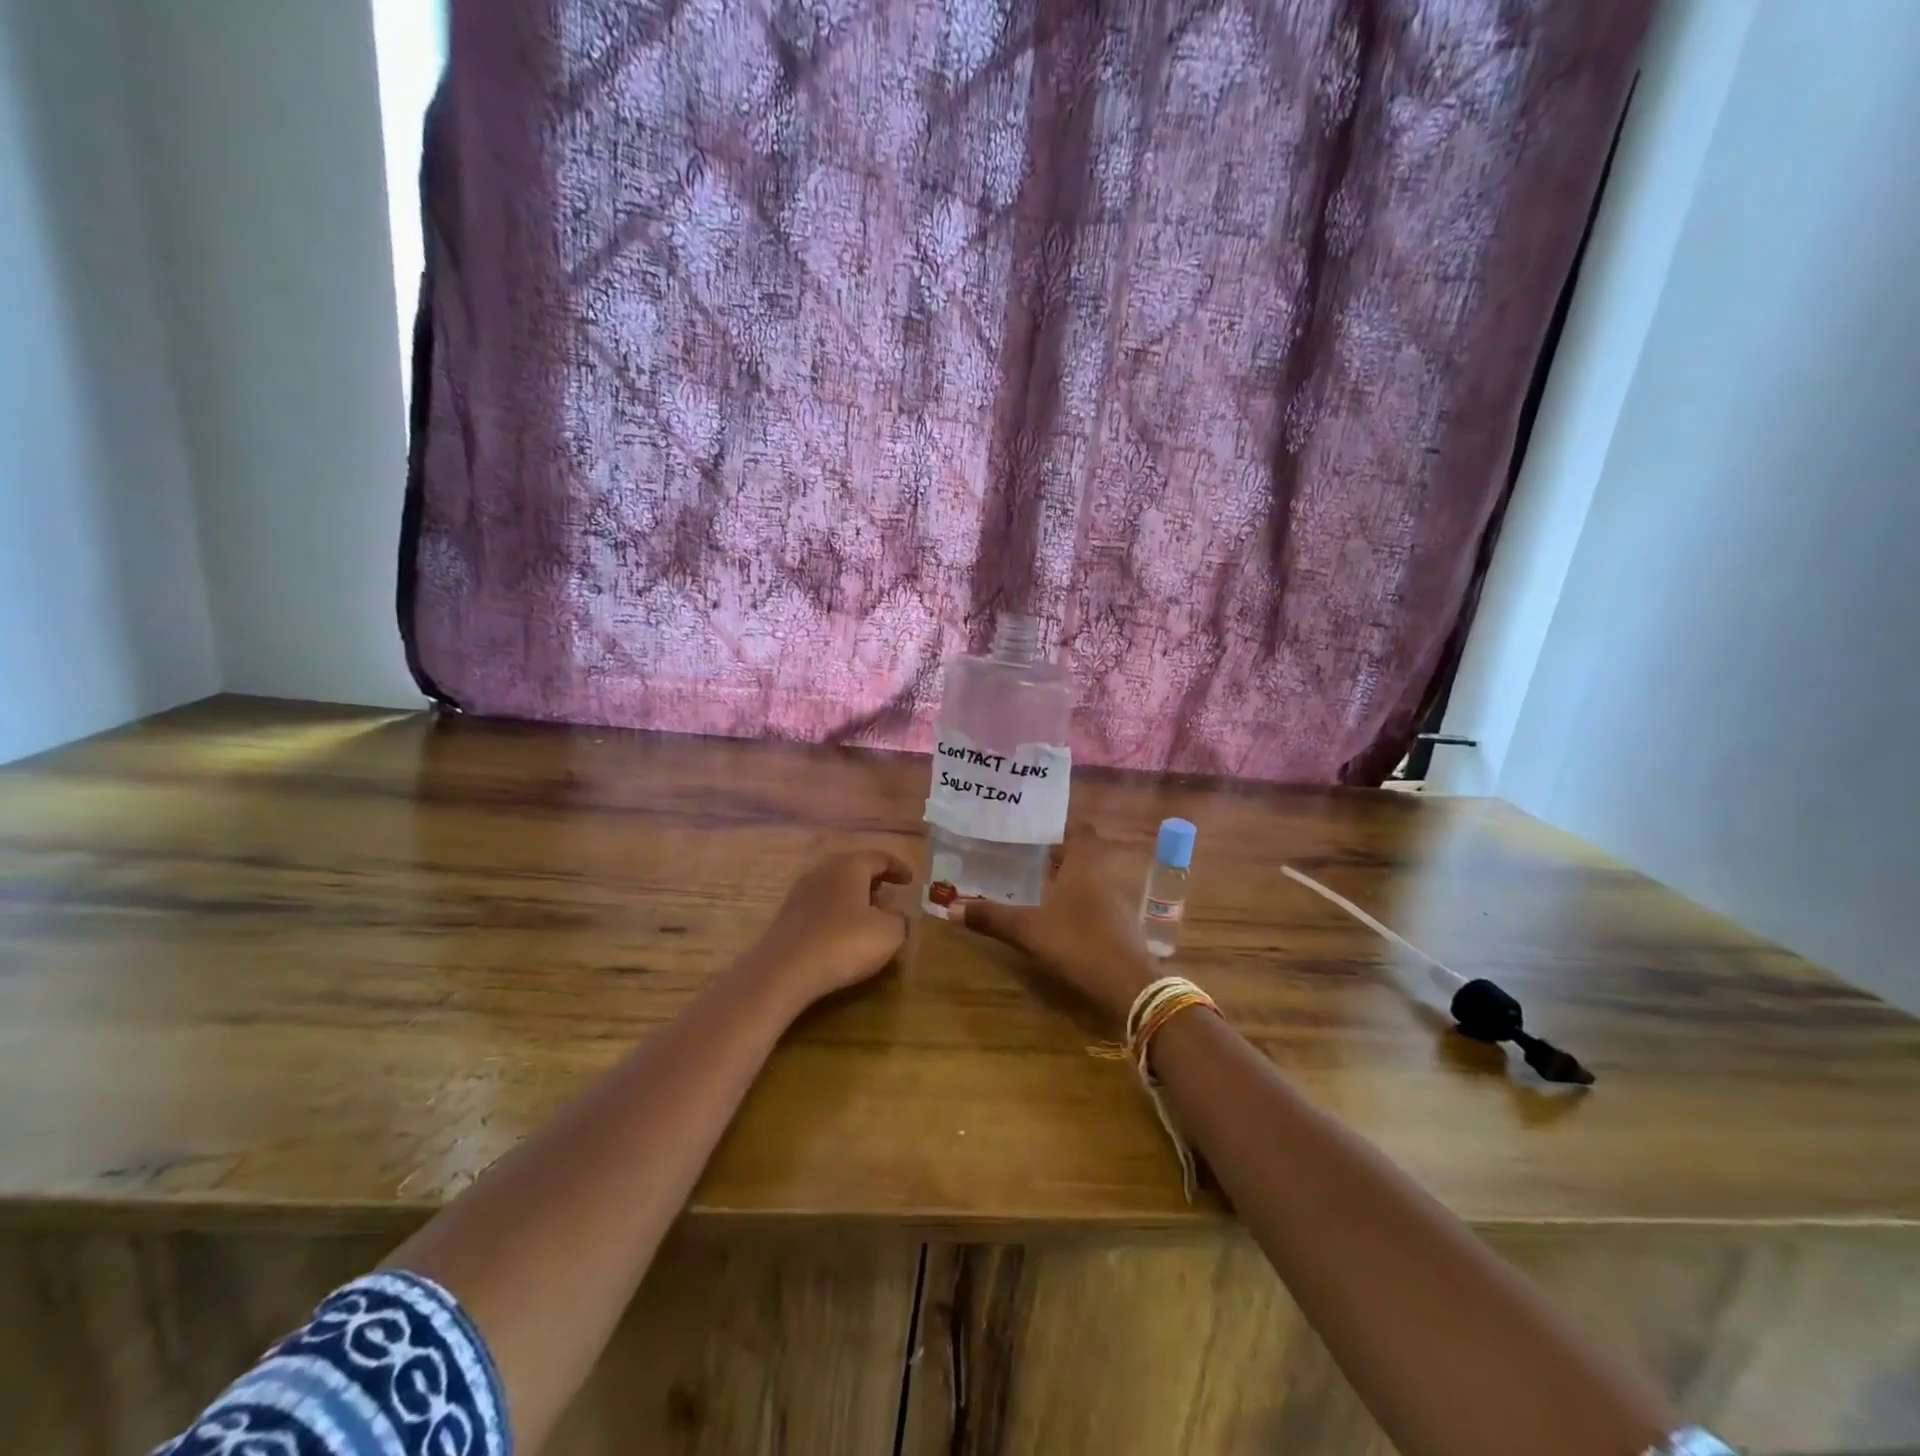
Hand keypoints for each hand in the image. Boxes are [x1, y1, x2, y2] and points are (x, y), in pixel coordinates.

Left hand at [739, 850, 913, 1012]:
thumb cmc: (845, 943)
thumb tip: (897, 915)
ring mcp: (801, 891)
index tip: (910, 881)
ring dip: (854, 898)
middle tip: (889, 895)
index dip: (899, 869)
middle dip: (874, 881)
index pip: (880, 858)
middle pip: (854, 868)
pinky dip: (837, 913)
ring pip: (836, 887)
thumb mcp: (889, 933)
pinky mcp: (788, 915)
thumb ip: (901, 920)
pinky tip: (843, 933)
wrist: (784, 970)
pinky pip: (821, 906)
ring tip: (868, 916)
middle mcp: (824, 870)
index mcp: (850, 865)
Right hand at [960, 824, 1156, 1025]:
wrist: (1128, 985)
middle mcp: (1103, 874)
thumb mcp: (1029, 930)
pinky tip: (1054, 913)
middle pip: (1081, 852)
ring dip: (1065, 876)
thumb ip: (992, 917)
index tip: (1031, 825)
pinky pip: (1094, 900)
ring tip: (1033, 880)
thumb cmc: (1079, 942)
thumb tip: (951, 908)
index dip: (1058, 824)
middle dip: (1055, 851)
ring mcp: (1115, 900)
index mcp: (1084, 864)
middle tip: (1023, 851)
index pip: (1077, 828)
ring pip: (1087, 877)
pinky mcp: (1118, 924)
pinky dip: (1075, 900)